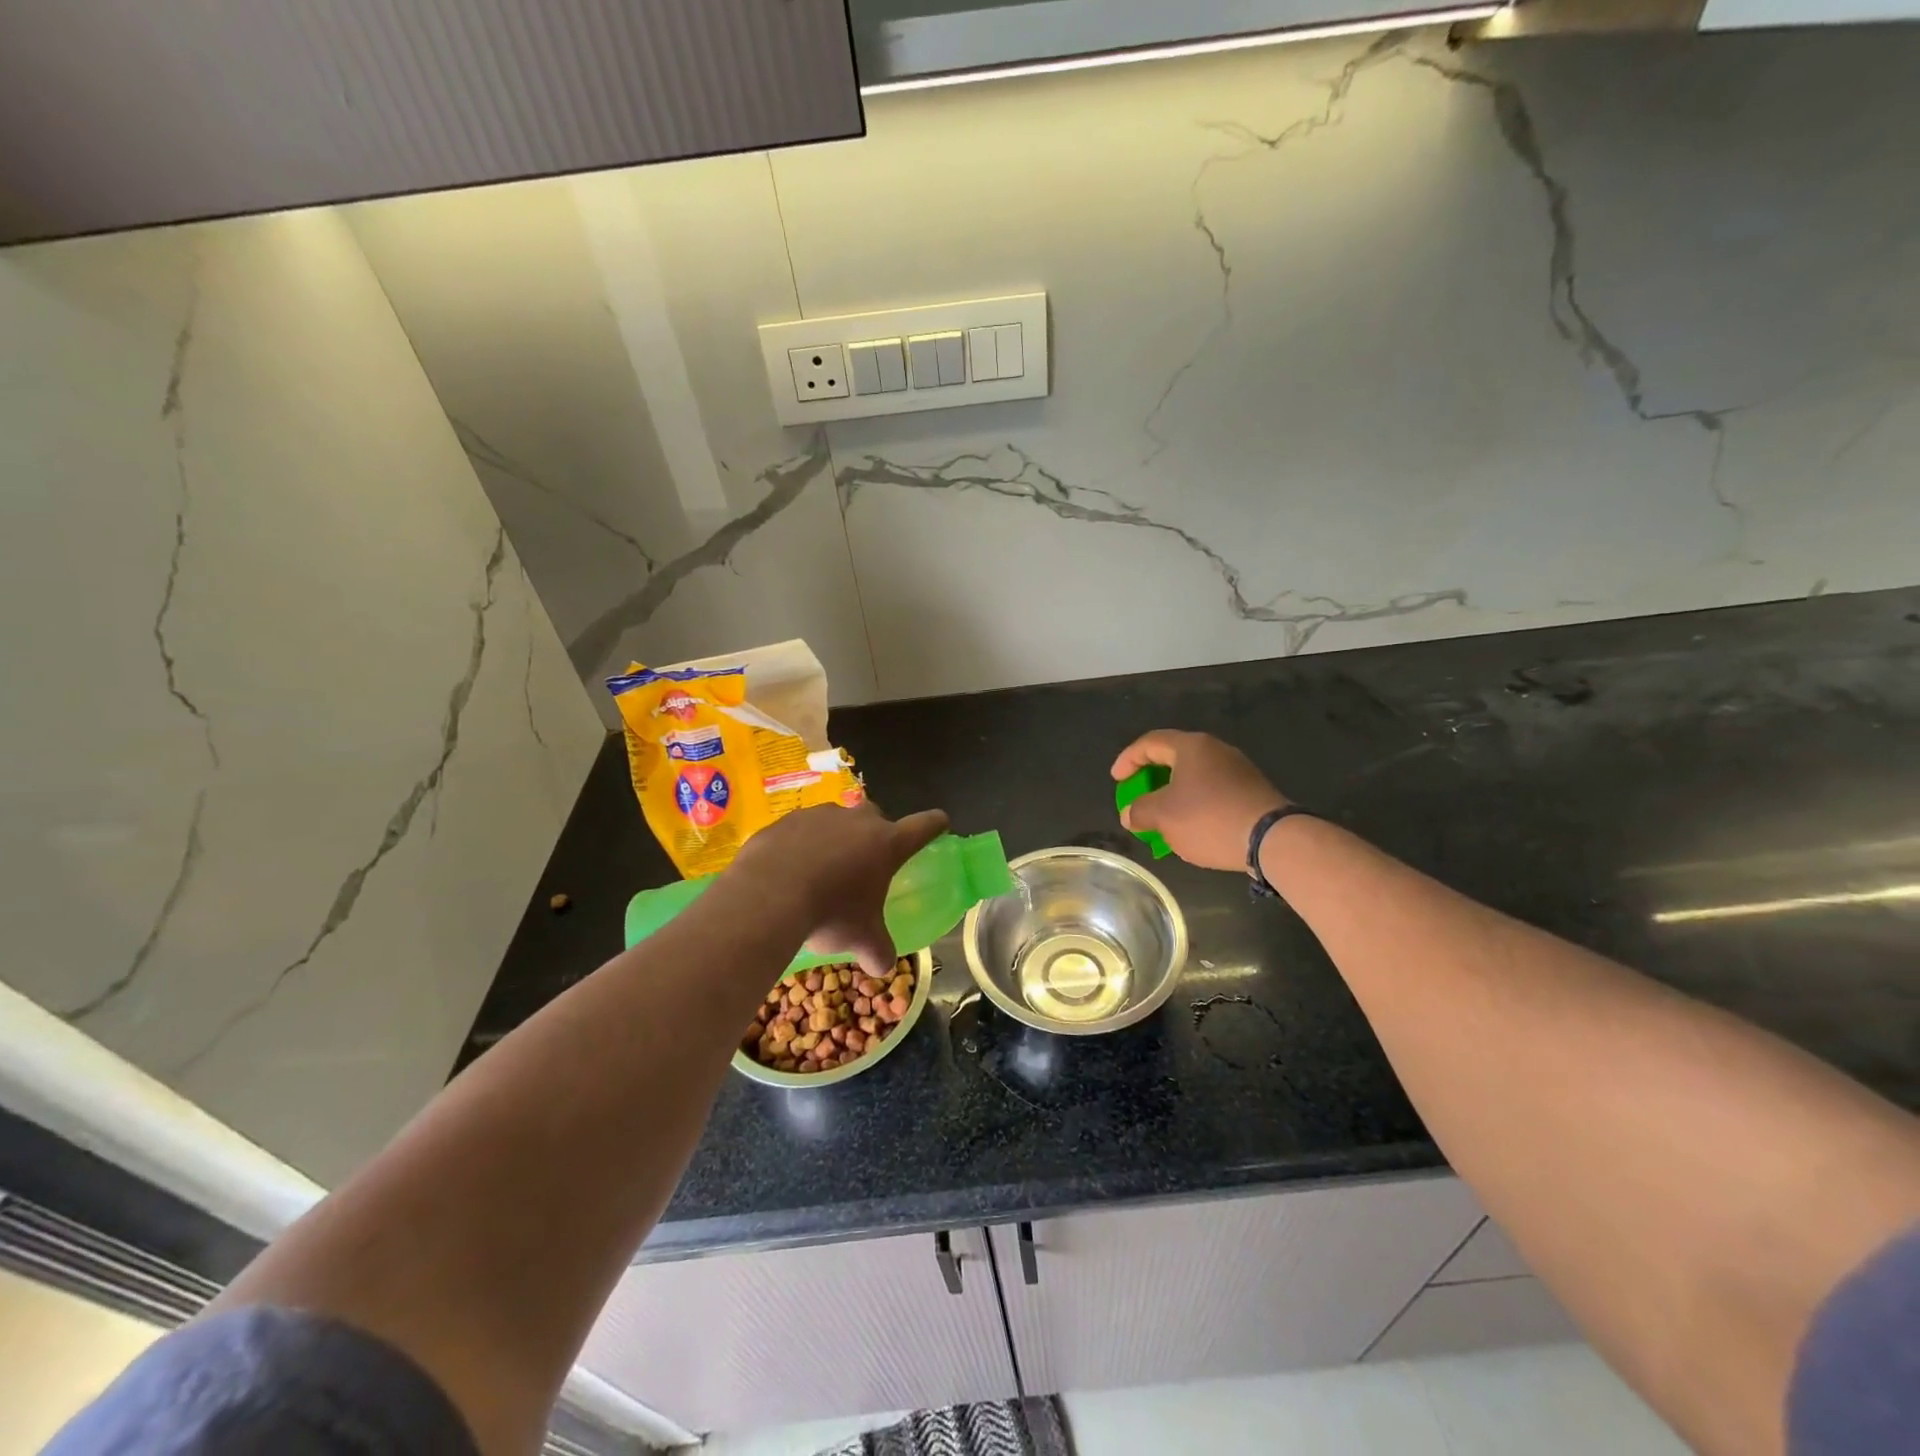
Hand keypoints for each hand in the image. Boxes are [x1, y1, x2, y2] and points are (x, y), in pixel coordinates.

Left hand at [726, 802, 949, 975]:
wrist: (766, 896)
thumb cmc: (830, 913)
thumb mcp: (860, 938)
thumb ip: (878, 950)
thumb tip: (882, 968)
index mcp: (887, 843)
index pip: (924, 826)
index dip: (934, 825)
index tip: (939, 823)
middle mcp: (857, 820)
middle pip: (876, 819)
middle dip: (874, 836)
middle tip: (864, 866)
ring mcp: (819, 815)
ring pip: (835, 822)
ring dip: (834, 840)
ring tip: (819, 872)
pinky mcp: (785, 820)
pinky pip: (799, 830)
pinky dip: (799, 846)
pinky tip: (786, 872)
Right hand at [1111, 730, 1286, 872]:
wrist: (1272, 839)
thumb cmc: (1209, 818)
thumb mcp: (1163, 816)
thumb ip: (1140, 810)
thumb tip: (1130, 813)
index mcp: (1191, 747)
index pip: (1150, 743)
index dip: (1128, 759)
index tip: (1117, 780)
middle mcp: (1216, 750)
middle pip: (1173, 758)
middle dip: (1151, 778)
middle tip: (1138, 797)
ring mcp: (1237, 769)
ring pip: (1194, 776)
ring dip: (1173, 794)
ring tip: (1162, 817)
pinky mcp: (1251, 790)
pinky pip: (1213, 790)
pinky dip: (1195, 804)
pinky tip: (1192, 827)